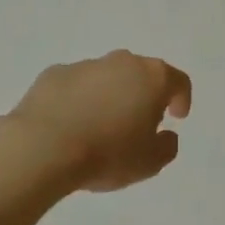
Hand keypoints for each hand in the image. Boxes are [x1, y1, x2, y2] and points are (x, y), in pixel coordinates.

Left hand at [8, 50, 192, 192]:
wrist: (43, 148)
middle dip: (144, 95)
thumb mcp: (150, 162)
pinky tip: (70, 125)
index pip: (178, 81)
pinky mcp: (53, 74)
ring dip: (110, 96)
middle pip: (141, 74)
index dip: (181, 99)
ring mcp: (85, 65)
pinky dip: (79, 100)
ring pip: (107, 77)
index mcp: (152, 78)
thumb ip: (167, 146)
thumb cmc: (107, 154)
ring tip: (100, 128)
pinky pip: (75, 85)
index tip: (176, 117)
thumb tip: (165, 134)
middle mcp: (121, 62)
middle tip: (139, 123)